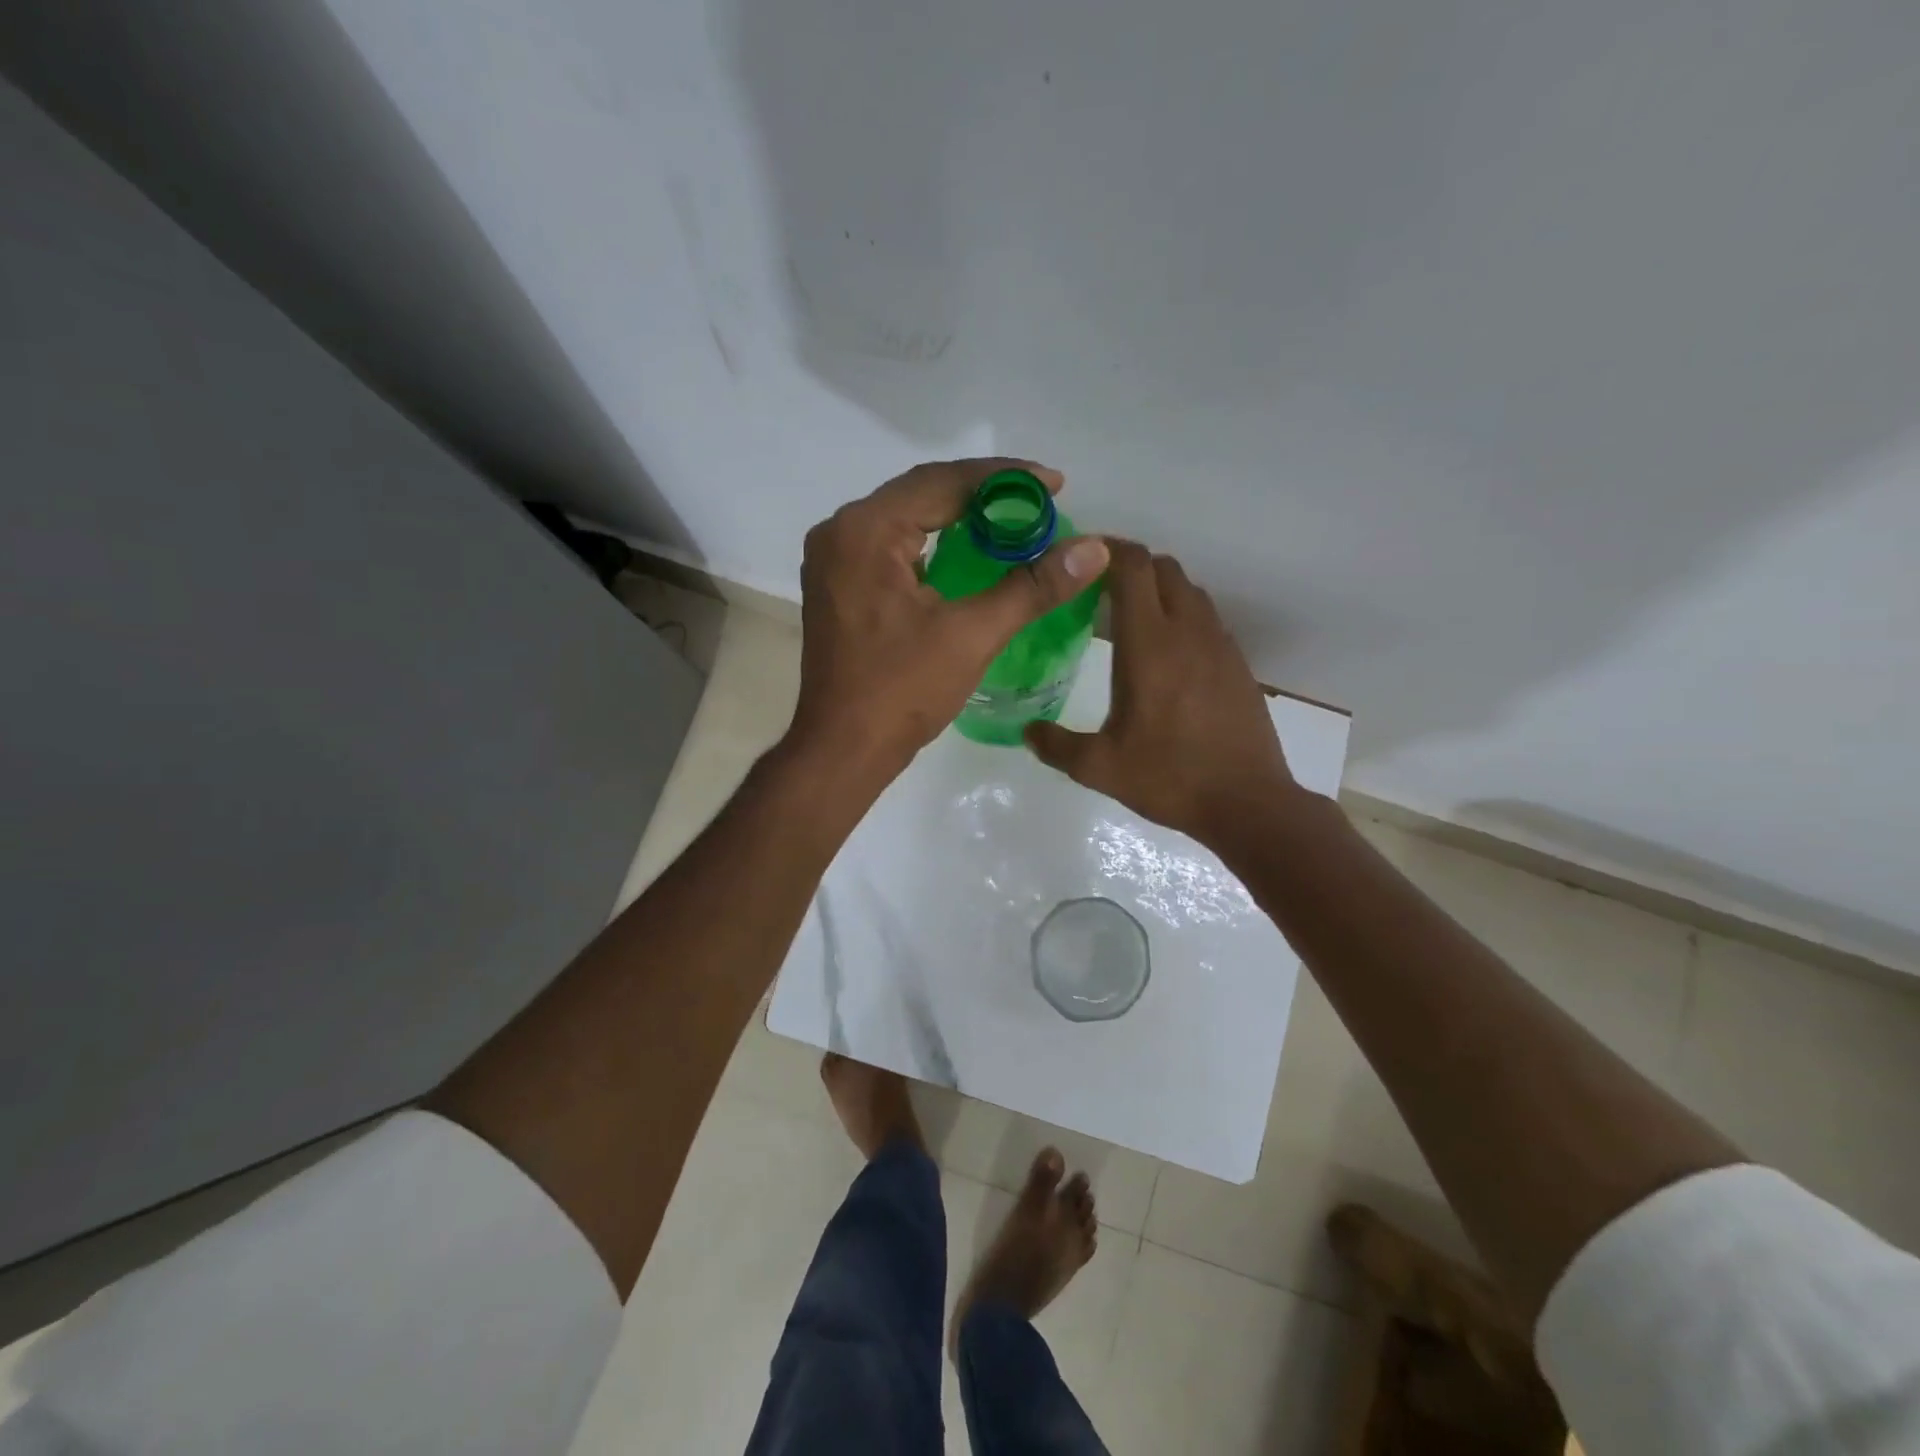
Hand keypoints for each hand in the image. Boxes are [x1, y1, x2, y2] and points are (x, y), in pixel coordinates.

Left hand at [786, 459, 1109, 784]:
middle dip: (983, 496)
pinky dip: (932, 546)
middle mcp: (840, 532)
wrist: (843, 750)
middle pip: (921, 494)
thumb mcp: (972, 635)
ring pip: (905, 520)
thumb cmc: (902, 692)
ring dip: (957, 519)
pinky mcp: (837, 586)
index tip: (1055, 484)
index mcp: (865, 530)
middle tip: (1039, 502)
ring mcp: (833, 560)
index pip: (942, 482)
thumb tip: (1095, 549)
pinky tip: (968, 556)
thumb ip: (1033, 586)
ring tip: (1012, 523)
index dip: (1005, 479)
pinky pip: (890, 547)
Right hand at [1025, 542, 1298, 844]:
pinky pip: (1208, 619)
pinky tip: (1168, 653)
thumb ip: (1056, 745)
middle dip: (1131, 565)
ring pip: (1190, 590)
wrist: (1248, 803)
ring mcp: (1220, 646)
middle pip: (1163, 568)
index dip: (1108, 549)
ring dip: (1160, 589)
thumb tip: (1028, 732)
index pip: (1133, 568)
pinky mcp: (1238, 664)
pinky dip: (1184, 615)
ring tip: (1132, 617)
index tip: (1082, 557)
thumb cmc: (1169, 778)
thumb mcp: (1100, 768)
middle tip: (1100, 589)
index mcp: (1149, 645)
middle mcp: (1188, 632)